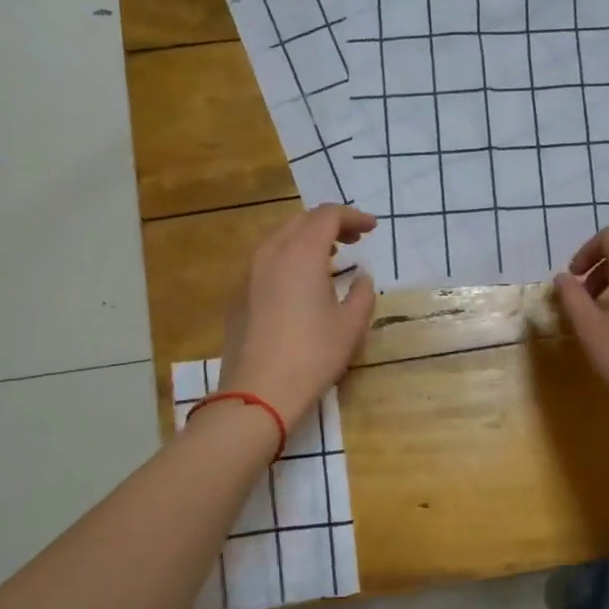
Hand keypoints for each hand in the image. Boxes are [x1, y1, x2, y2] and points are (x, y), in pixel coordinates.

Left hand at [218, 205, 378, 425]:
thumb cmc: (312, 356)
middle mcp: (271, 253)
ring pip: (279, 239)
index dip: (353, 217)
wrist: (258, 392)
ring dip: (306, 239)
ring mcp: (249, 274)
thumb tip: (362, 278)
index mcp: (301, 254)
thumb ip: (362, 293)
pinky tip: (299, 284)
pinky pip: (265, 261)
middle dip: (329, 224)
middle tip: (353, 240)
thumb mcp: (350, 326)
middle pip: (301, 221)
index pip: (327, 216)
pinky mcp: (238, 295)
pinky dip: (288, 258)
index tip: (371, 228)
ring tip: (329, 257)